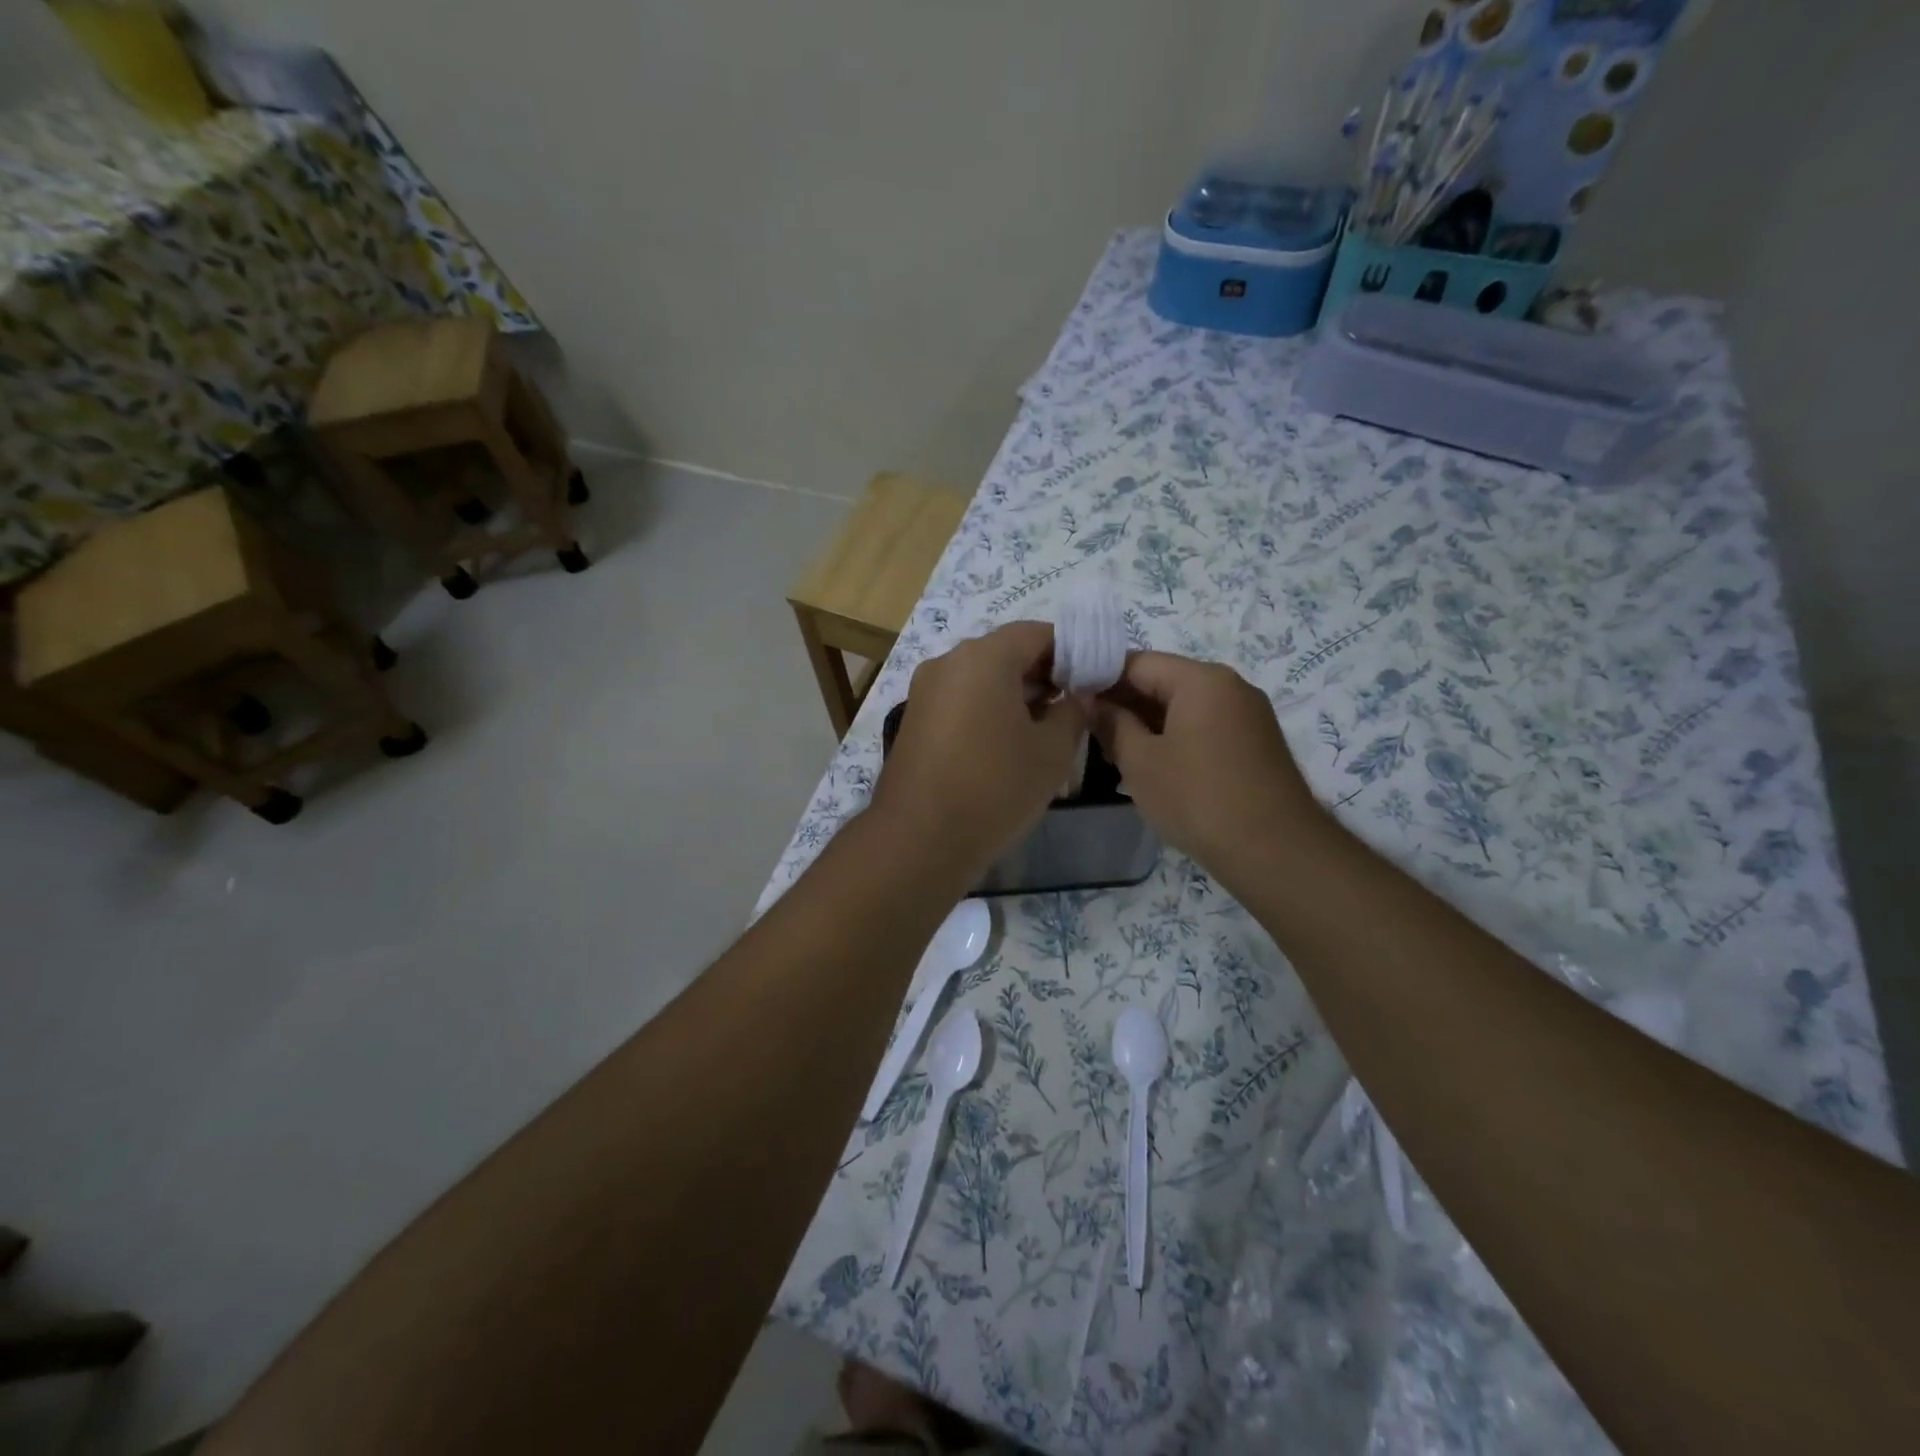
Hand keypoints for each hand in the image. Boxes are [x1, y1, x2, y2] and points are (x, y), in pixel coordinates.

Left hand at [870, 622, 1087, 876]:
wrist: (920, 838)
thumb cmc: (995, 787)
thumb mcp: (1052, 751)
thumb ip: (1073, 711)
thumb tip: (1077, 695)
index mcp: (984, 657)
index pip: (1037, 633)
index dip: (1071, 652)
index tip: (1091, 681)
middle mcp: (948, 661)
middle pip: (1005, 652)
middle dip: (1042, 674)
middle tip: (1071, 707)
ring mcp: (925, 690)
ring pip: (981, 677)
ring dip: (1014, 693)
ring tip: (1042, 729)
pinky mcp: (914, 718)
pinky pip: (960, 699)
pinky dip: (986, 708)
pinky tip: (1005, 744)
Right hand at [1093, 652, 1328, 878]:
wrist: (1274, 851)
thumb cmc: (1197, 798)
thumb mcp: (1140, 761)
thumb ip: (1112, 724)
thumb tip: (1092, 701)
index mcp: (1201, 679)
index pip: (1137, 662)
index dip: (1099, 678)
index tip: (1072, 701)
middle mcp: (1230, 687)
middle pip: (1163, 682)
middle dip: (1124, 704)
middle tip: (1088, 732)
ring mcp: (1248, 716)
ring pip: (1183, 708)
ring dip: (1147, 725)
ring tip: (1113, 754)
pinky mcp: (1256, 744)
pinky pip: (1204, 728)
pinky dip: (1175, 739)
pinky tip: (1153, 768)